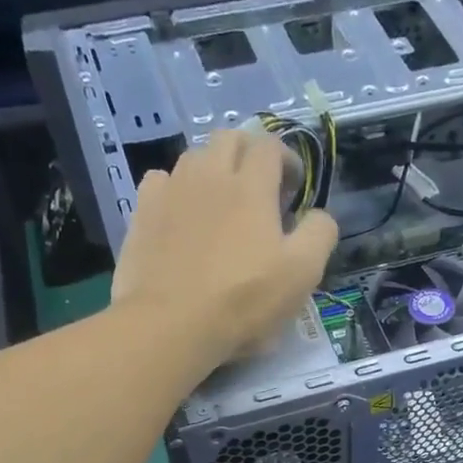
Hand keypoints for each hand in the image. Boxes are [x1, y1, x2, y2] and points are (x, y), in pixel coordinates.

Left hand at [111, 129, 337, 372]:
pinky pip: (161, 181)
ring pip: (195, 157)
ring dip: (214, 169)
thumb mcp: (302, 273)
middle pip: (230, 139)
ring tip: (222, 202)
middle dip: (250, 153)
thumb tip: (319, 215)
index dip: (287, 159)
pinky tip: (183, 214)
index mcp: (251, 185)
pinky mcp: (143, 212)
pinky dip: (177, 189)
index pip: (270, 146)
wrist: (171, 324)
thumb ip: (320, 234)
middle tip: (260, 187)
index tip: (294, 187)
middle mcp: (209, 174)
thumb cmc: (244, 300)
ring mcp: (171, 190)